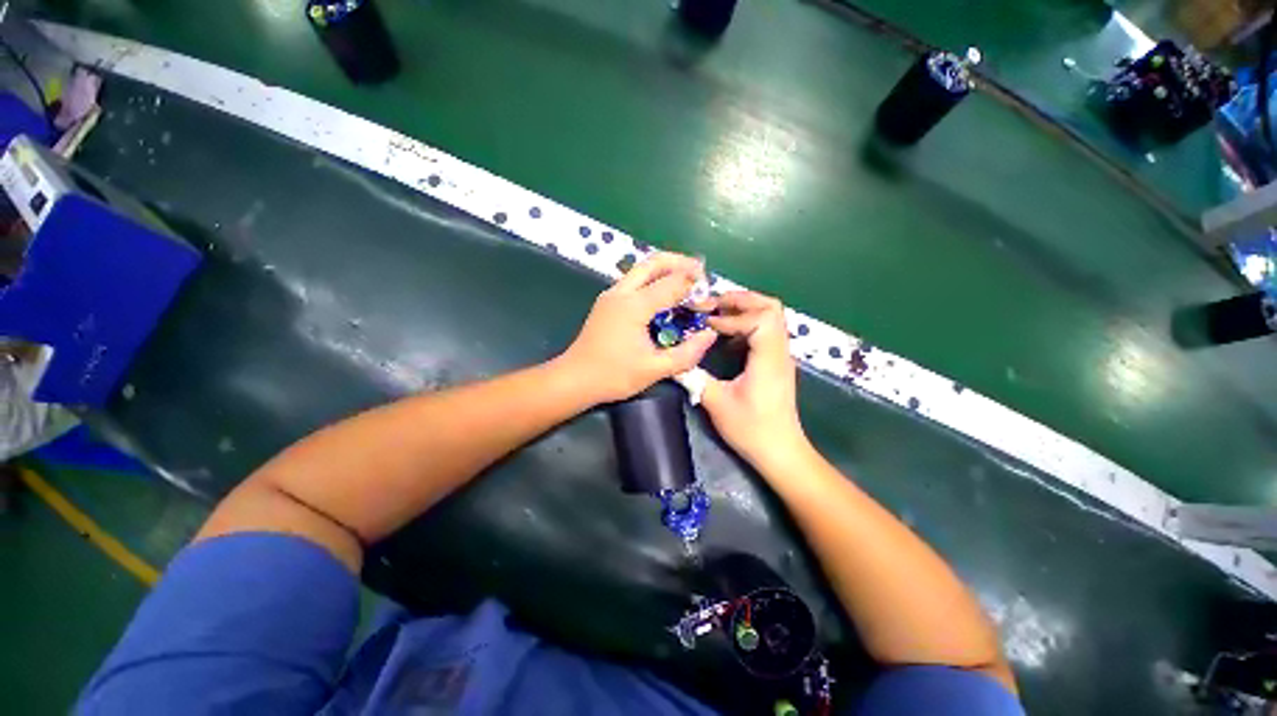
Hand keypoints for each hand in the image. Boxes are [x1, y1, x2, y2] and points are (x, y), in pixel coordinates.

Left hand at [561, 253, 717, 403]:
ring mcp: (611, 295)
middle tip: (700, 272)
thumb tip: (710, 335)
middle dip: (680, 262)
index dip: (694, 287)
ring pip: (642, 269)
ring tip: (686, 280)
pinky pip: (634, 281)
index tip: (709, 297)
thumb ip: (686, 353)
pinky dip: (653, 280)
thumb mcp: (654, 369)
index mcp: (633, 306)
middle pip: (654, 262)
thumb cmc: (613, 375)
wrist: (574, 380)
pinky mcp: (607, 302)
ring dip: (666, 269)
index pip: (671, 283)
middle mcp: (621, 292)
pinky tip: (664, 295)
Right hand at [701, 291, 806, 467]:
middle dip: (741, 300)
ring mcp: (781, 356)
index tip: (707, 324)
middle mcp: (779, 352)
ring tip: (717, 314)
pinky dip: (748, 323)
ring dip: (745, 309)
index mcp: (768, 359)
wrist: (781, 452)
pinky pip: (767, 330)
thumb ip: (694, 378)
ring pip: (771, 317)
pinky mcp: (777, 363)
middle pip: (771, 307)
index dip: (732, 316)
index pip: (760, 318)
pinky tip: (728, 336)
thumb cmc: (751, 429)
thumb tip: (674, 361)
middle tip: (713, 304)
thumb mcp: (717, 403)